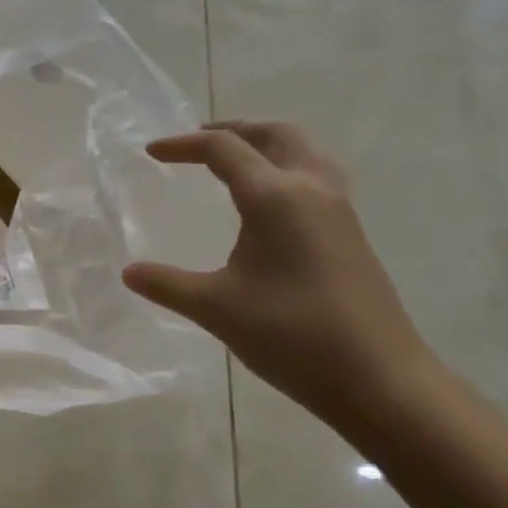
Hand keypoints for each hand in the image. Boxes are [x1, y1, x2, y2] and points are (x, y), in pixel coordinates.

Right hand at [123, 121, 431, 419]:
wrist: (379, 378)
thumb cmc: (292, 335)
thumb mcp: (216, 308)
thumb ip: (167, 284)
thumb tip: (128, 272)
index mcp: (275, 197)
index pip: (223, 149)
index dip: (183, 146)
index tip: (151, 153)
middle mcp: (311, 189)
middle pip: (274, 134)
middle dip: (233, 130)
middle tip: (198, 142)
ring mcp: (339, 210)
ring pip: (304, 150)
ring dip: (266, 144)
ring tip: (236, 161)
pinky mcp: (351, 233)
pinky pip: (317, 175)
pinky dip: (287, 166)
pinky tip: (271, 203)